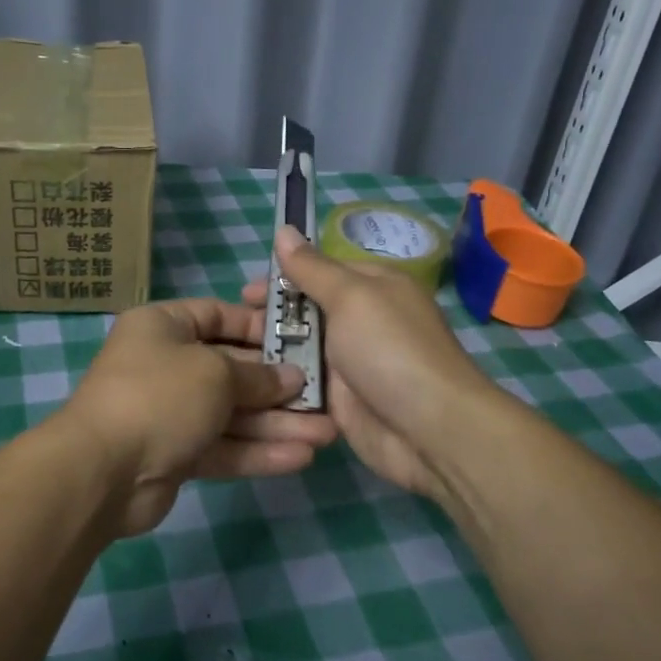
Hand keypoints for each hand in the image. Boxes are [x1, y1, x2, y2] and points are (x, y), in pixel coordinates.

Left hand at [62, 297, 338, 537]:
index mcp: (163, 327)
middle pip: (231, 369)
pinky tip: (301, 458)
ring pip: (232, 414)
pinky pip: (223, 446)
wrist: (103, 471)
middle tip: (324, 396)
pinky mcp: (175, 454)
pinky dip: (258, 452)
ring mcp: (170, 412)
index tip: (299, 340)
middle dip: (278, 386)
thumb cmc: (160, 395)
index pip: (217, 316)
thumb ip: (257, 376)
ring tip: (327, 433)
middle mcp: (165, 364)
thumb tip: (291, 377)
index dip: (258, 327)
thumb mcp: (215, 373)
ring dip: (277, 424)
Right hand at [242, 227, 490, 498]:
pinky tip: (247, 386)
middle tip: (235, 327)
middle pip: (305, 311)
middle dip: (270, 316)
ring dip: (270, 352)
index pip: (320, 271)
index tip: (244, 292)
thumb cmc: (391, 350)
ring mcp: (349, 363)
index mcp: (372, 287)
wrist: (429, 431)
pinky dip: (280, 384)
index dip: (282, 277)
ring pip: (299, 350)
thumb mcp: (351, 297)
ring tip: (231, 359)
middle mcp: (361, 321)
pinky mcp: (339, 401)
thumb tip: (284, 229)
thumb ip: (312, 268)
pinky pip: (302, 385)